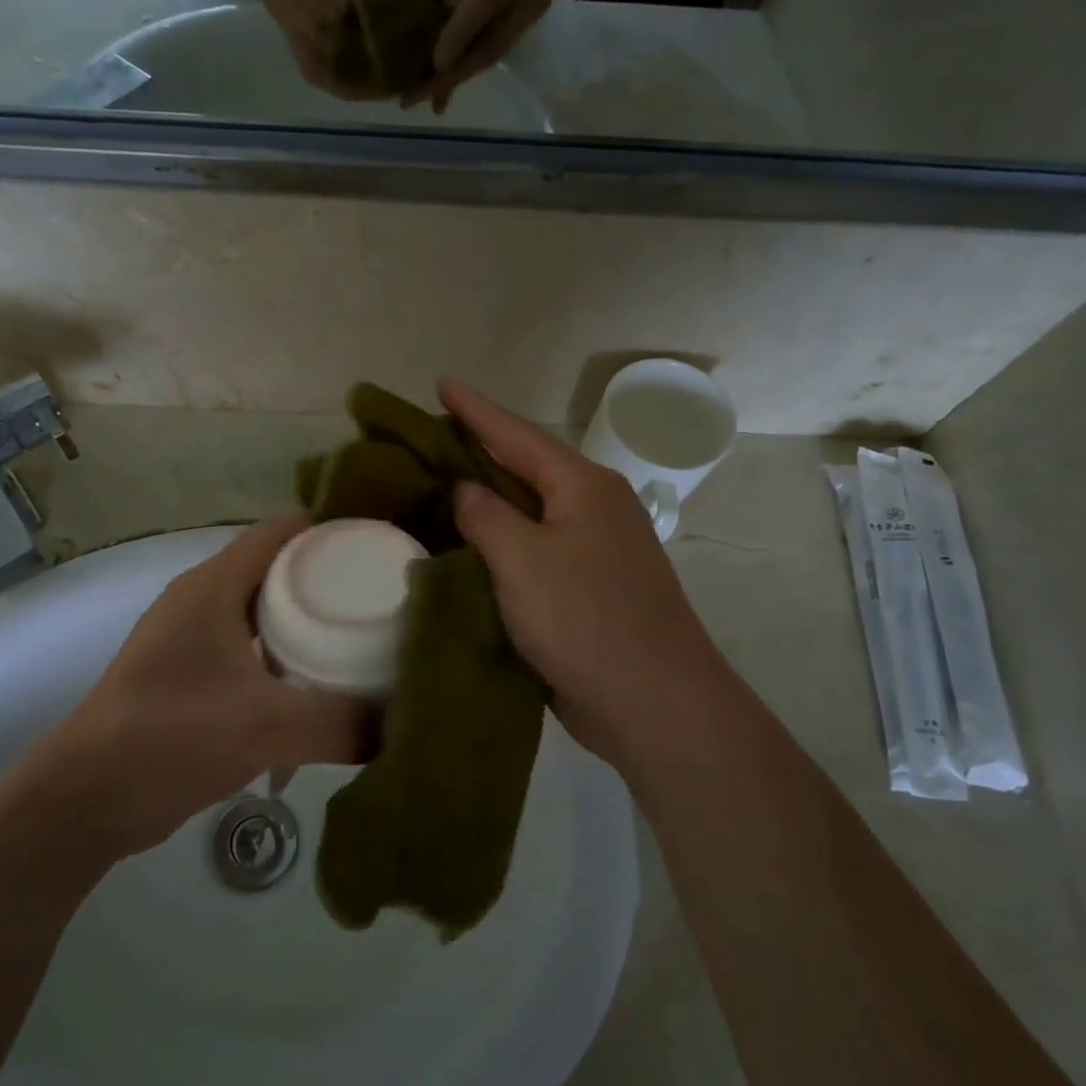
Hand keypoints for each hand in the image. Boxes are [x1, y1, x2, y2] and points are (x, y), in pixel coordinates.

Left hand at [38, 516, 367, 854]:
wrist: (86, 799)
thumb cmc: (170, 737)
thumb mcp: (266, 726)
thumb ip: (342, 723)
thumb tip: (404, 725)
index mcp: (214, 585)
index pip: (282, 531)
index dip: (333, 530)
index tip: (383, 549)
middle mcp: (203, 601)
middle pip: (278, 571)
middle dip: (331, 582)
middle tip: (385, 601)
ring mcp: (193, 640)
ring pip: (265, 615)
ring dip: (308, 626)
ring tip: (363, 641)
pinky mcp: (191, 679)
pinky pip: (252, 652)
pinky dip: (287, 661)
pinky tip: (320, 689)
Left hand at [412, 0, 600, 112]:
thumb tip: (446, 10)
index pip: (485, 6)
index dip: (458, 36)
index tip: (433, 64)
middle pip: (491, 46)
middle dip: (452, 76)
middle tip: (417, 99)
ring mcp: (538, 8)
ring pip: (496, 52)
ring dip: (462, 77)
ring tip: (431, 99)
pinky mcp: (534, 12)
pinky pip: (501, 43)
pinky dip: (474, 61)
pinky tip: (452, 75)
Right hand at [439, 379, 729, 770]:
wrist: (654, 702)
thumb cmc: (585, 619)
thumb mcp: (522, 559)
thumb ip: (486, 515)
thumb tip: (467, 490)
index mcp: (583, 486)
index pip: (517, 434)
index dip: (475, 409)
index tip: (440, 383)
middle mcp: (594, 508)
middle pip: (526, 468)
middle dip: (480, 452)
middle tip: (431, 439)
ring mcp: (596, 550)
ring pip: (531, 513)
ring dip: (490, 502)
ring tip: (442, 489)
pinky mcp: (590, 589)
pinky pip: (536, 552)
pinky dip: (503, 546)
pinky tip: (472, 551)